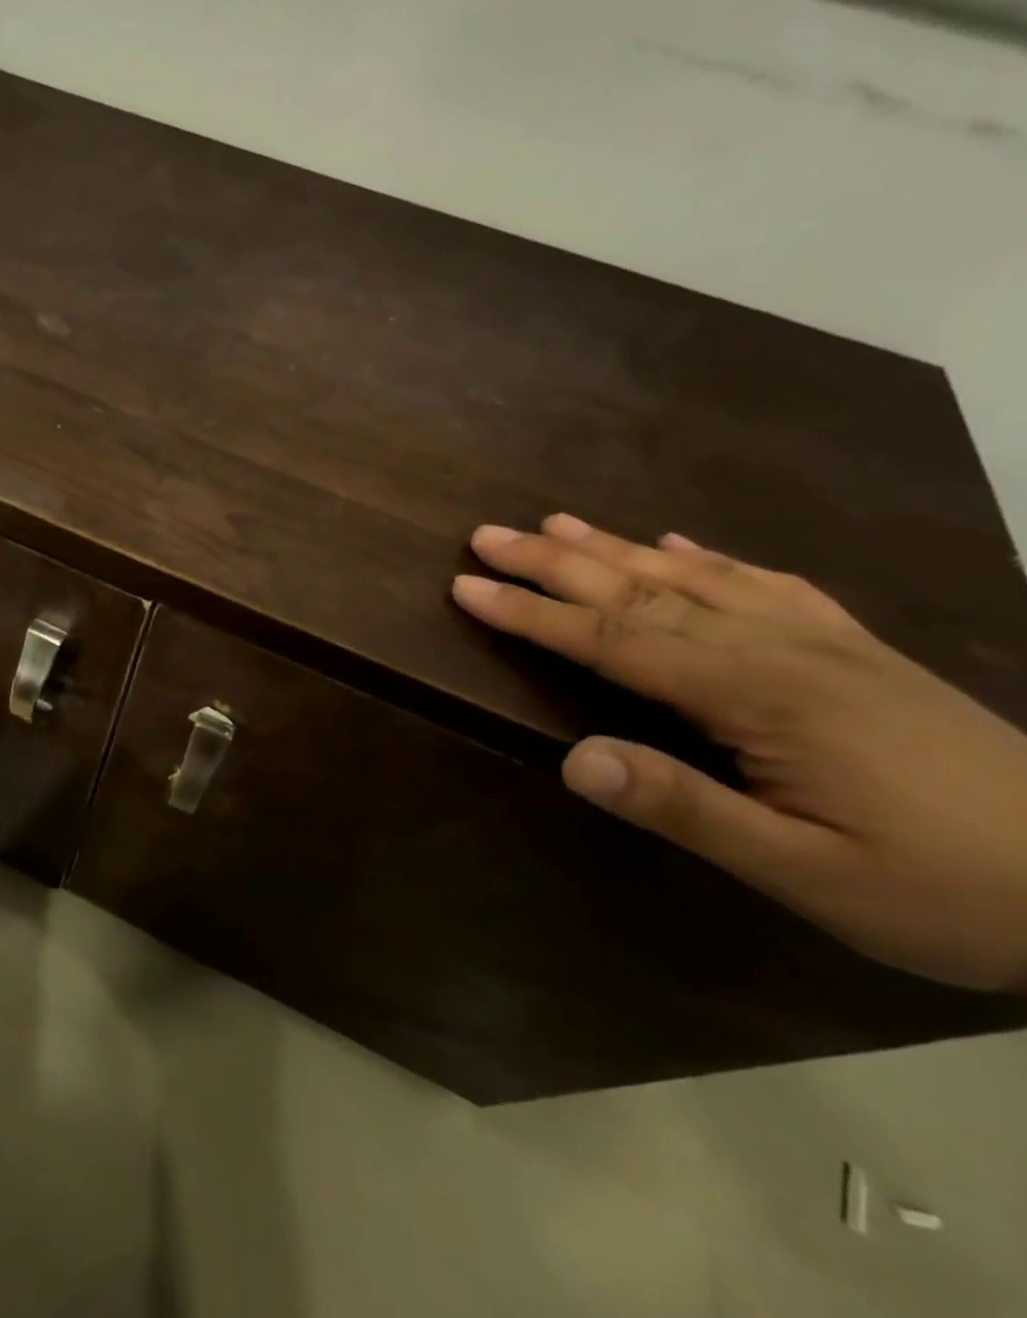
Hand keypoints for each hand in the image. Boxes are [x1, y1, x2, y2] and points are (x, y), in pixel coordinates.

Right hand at [454, 514, 1026, 990]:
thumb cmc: (946, 891)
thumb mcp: (806, 874)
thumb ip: (684, 808)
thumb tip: (573, 759)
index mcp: (760, 695)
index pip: (615, 639)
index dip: (533, 613)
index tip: (466, 586)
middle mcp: (780, 648)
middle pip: (641, 591)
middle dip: (554, 563)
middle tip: (486, 535)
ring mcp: (822, 640)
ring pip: (692, 576)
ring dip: (613, 547)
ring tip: (553, 522)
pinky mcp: (853, 648)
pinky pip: (762, 583)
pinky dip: (705, 556)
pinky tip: (675, 542)